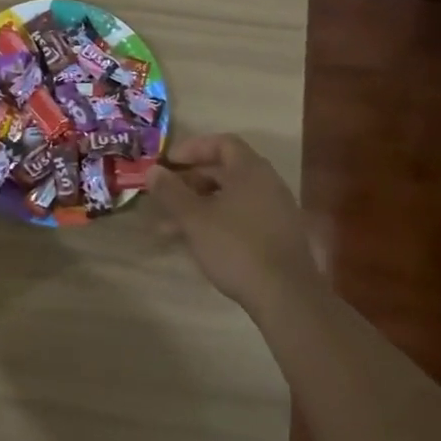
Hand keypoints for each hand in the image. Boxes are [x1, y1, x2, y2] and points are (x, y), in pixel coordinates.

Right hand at [146, 135, 317, 316]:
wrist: (287, 298)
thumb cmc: (236, 247)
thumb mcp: (194, 218)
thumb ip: (171, 192)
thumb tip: (153, 170)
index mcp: (250, 170)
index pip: (222, 143)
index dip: (192, 148)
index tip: (168, 163)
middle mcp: (267, 184)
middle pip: (225, 171)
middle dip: (190, 181)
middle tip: (165, 194)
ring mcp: (276, 212)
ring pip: (230, 198)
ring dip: (199, 206)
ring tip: (168, 228)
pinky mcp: (278, 238)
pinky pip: (242, 218)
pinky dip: (217, 222)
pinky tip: (196, 244)